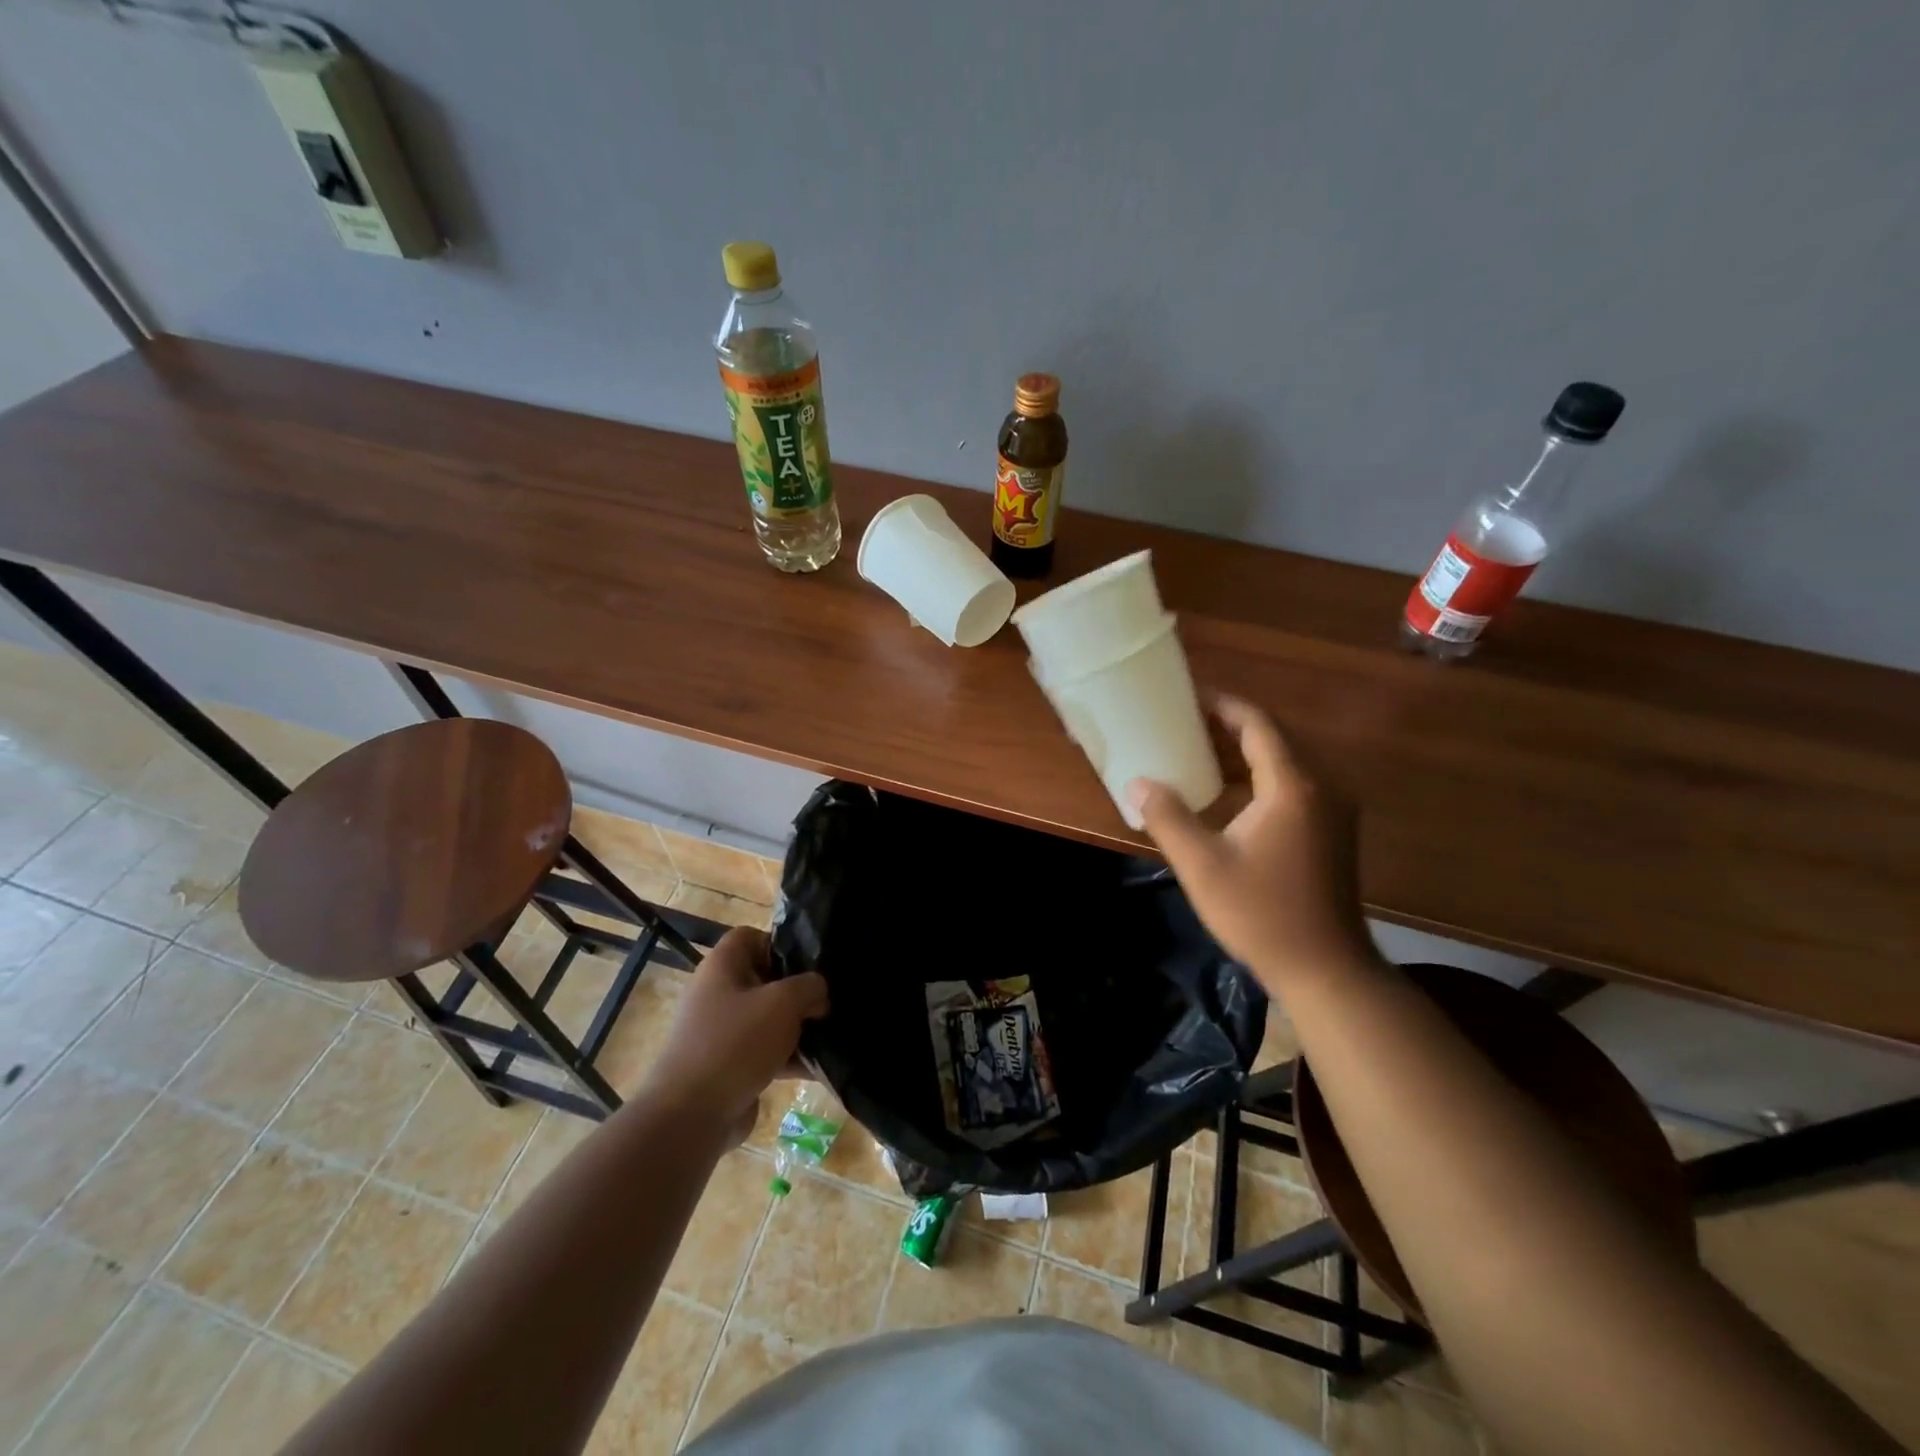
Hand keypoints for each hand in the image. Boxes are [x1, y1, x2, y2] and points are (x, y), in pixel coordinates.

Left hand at [641, 928, 828, 1134]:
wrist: (691, 1116)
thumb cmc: (736, 1043)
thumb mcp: (783, 1003)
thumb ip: (810, 987)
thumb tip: (818, 993)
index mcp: (722, 967)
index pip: (751, 937)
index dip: (780, 944)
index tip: (809, 964)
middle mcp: (718, 994)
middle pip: (765, 979)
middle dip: (798, 991)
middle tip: (828, 1001)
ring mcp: (721, 1032)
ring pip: (768, 1019)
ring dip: (798, 1027)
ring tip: (831, 1035)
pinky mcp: (729, 1066)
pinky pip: (765, 1052)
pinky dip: (789, 1058)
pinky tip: (820, 1069)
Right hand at [1127, 694, 1372, 989]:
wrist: (1325, 969)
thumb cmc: (1262, 914)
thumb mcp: (1202, 866)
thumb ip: (1167, 817)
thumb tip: (1137, 783)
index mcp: (1293, 787)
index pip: (1258, 725)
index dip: (1223, 705)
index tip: (1189, 695)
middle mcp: (1322, 787)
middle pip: (1276, 738)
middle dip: (1231, 726)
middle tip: (1186, 722)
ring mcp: (1334, 810)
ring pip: (1287, 762)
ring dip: (1245, 752)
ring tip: (1200, 750)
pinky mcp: (1334, 832)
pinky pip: (1295, 785)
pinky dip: (1261, 777)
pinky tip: (1229, 794)